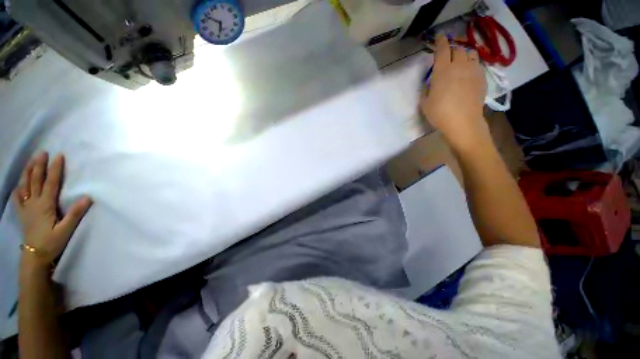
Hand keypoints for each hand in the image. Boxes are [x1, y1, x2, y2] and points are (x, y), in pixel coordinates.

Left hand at [13, 152, 91, 269]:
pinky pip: (18, 198)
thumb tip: (87, 197)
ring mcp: (26, 208)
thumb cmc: (51, 243)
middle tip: (42, 152)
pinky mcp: (22, 214)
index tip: (59, 156)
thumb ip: (75, 214)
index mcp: (45, 205)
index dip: (55, 169)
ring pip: (25, 186)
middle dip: (39, 165)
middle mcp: (34, 203)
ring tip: (31, 161)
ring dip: (28, 172)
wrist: (35, 257)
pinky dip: (18, 188)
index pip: (51, 183)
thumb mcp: (66, 230)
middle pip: (36, 180)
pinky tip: (20, 184)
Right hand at [420, 34, 489, 150]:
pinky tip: (468, 73)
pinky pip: (477, 64)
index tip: (439, 37)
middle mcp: (459, 66)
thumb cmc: (439, 114)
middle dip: (452, 49)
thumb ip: (426, 89)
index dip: (440, 41)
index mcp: (442, 71)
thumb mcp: (425, 103)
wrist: (463, 122)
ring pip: (470, 54)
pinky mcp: (481, 78)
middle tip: (447, 55)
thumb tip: (429, 83)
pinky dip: (471, 64)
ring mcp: (473, 71)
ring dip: (463, 55)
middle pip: (457, 49)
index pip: (442, 50)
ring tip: (460, 62)